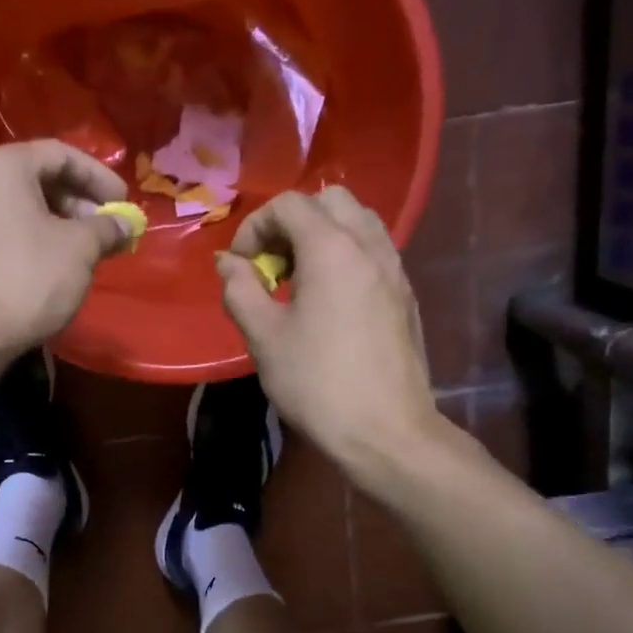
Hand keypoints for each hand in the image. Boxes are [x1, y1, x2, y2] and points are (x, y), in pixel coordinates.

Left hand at [0, 140, 132, 365]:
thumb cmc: (28, 278)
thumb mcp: (80, 249)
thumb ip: (107, 228)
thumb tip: (125, 224)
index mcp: (2, 166)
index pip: (60, 154)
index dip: (99, 177)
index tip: (123, 203)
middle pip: (38, 179)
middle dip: (79, 203)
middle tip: (107, 229)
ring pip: (21, 208)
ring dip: (60, 223)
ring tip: (87, 251)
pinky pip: (5, 231)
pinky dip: (35, 239)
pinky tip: (55, 266)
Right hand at [217, 187, 440, 477]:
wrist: (387, 432)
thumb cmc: (318, 383)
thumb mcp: (264, 337)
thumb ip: (240, 289)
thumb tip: (228, 262)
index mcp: (332, 249)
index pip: (289, 205)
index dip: (255, 227)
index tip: (241, 266)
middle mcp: (369, 246)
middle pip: (329, 201)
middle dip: (292, 222)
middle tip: (272, 264)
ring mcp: (395, 269)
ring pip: (357, 222)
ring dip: (321, 236)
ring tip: (299, 279)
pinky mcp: (405, 294)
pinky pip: (373, 251)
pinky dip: (345, 255)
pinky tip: (328, 300)